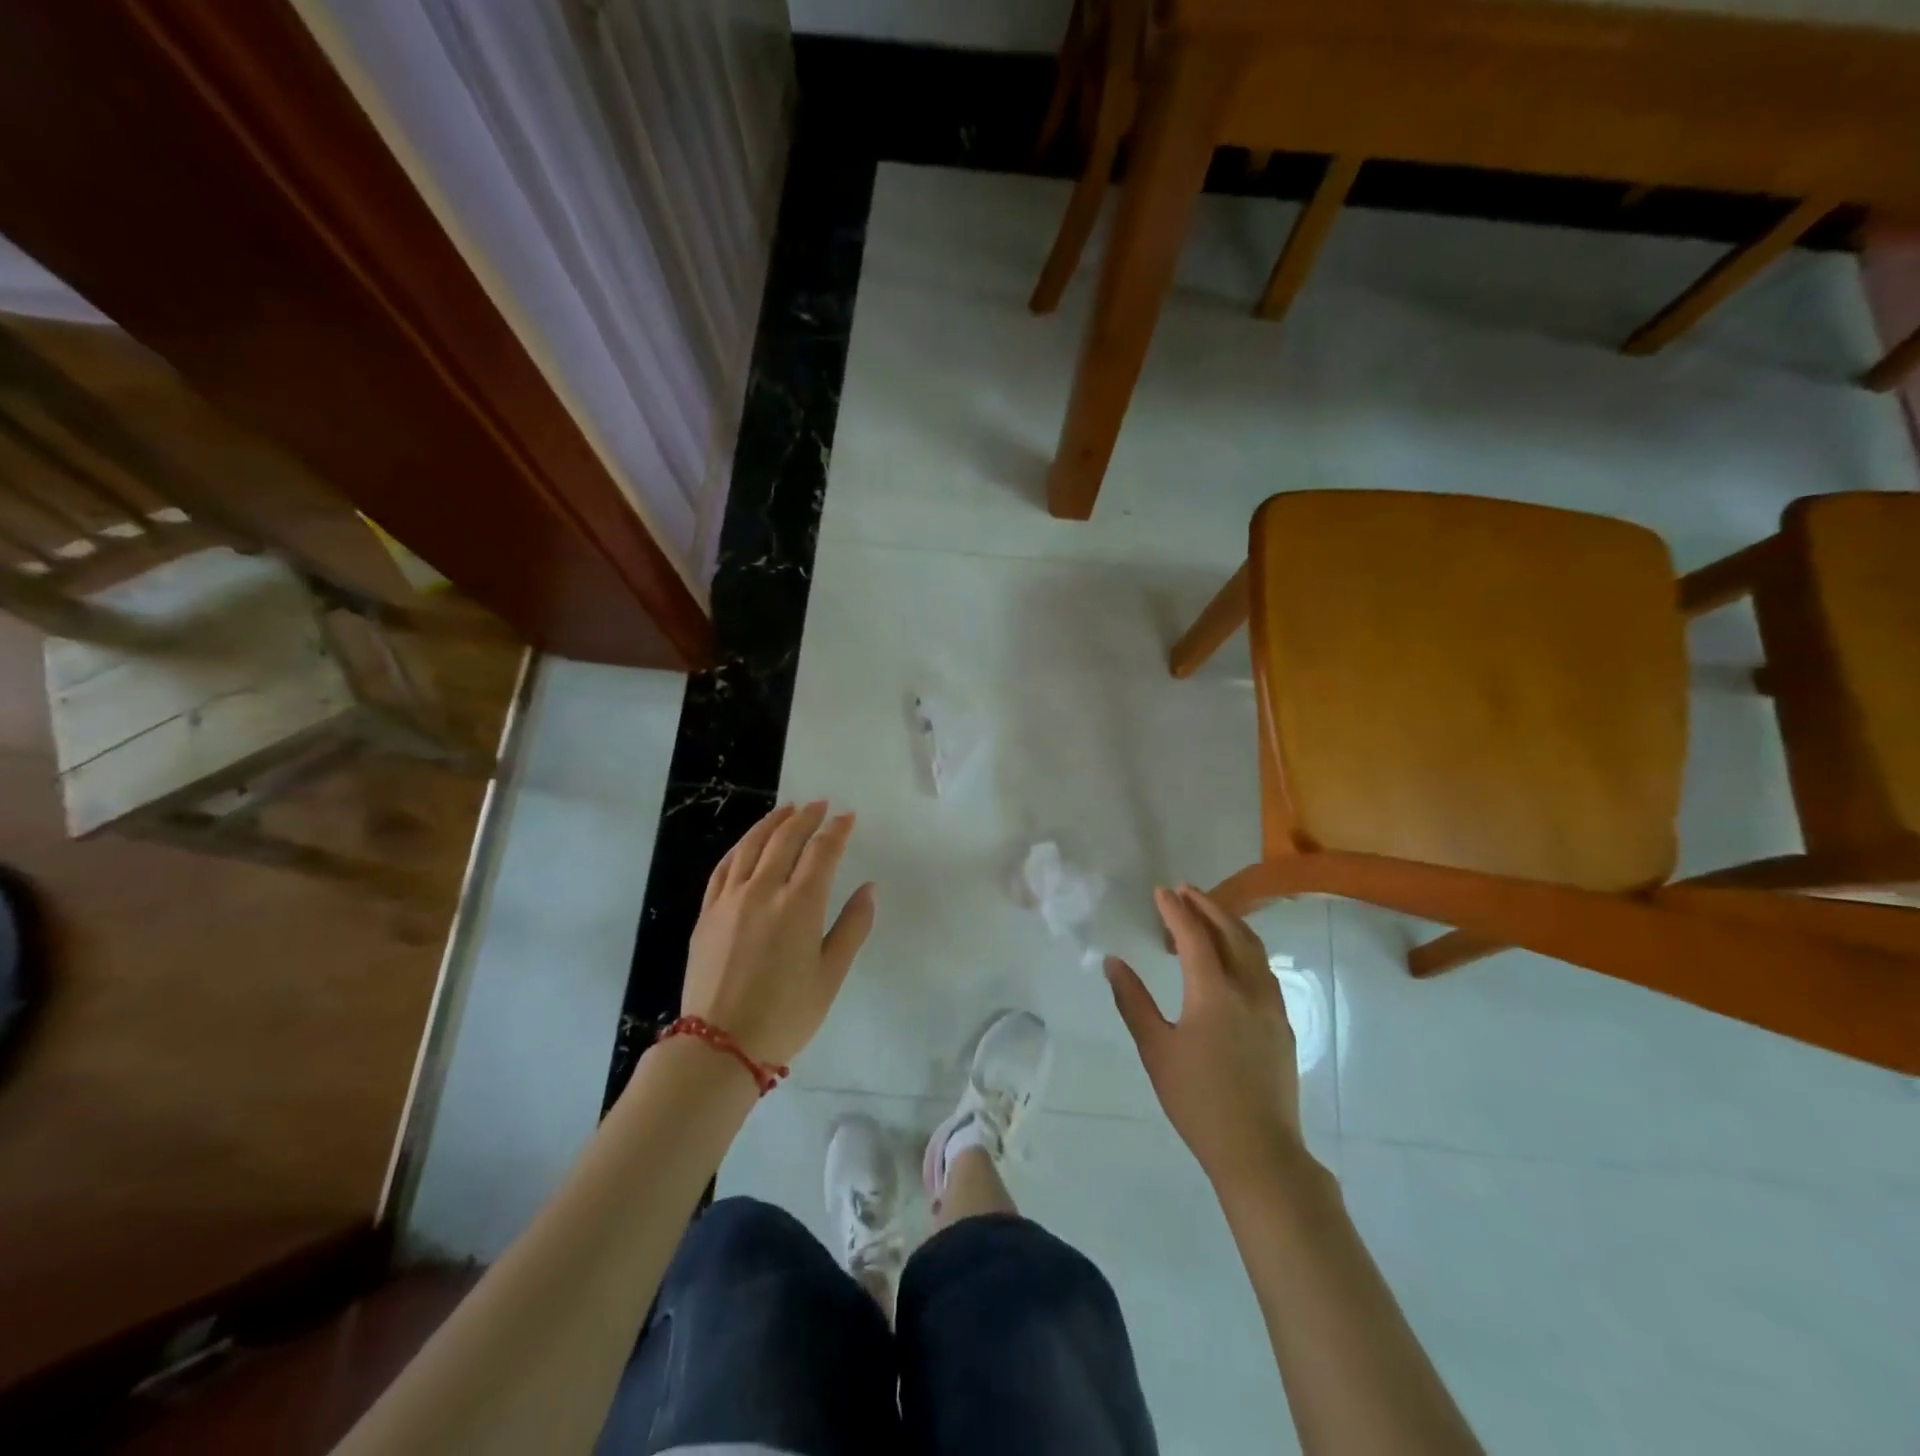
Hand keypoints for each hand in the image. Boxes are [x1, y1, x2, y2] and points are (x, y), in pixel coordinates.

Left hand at [680, 801, 876, 1067]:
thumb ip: (853, 926)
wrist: (719, 1045)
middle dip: (806, 817)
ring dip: (772, 823)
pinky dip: (740, 847)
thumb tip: (869, 888)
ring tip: (787, 810)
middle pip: (785, 839)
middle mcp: (763, 890)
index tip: (848, 817)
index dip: (837, 830)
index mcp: (799, 904)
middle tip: (820, 804)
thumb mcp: (831, 975)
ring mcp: (730, 899)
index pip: (821, 852)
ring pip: (751, 846)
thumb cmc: (785, 1014)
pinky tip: (748, 843)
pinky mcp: (707, 913)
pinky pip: (724, 867)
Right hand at [1106, 885, 1302, 1190]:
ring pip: (1254, 948)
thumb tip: (1113, 962)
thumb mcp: (1156, 1050)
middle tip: (1184, 891)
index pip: (1194, 936)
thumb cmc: (1197, 1100)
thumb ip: (1133, 1001)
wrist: (1258, 1150)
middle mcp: (1248, 989)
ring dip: (1229, 924)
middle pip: (1231, 932)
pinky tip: (1233, 958)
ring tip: (1207, 915)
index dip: (1176, 911)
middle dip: (1207, 906)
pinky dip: (1245, 948)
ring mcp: (1271, 1006)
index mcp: (1213, 993)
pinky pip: (1264, 969)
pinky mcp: (1282, 1023)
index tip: (1161, 891)